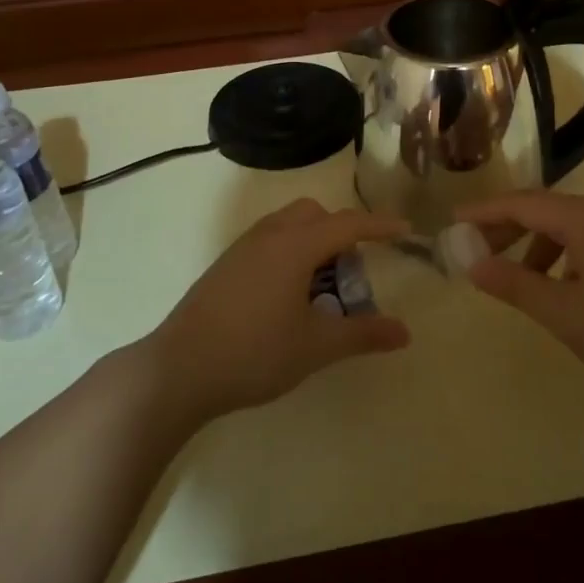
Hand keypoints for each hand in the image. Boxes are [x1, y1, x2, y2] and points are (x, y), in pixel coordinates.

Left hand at [149, 198, 411, 421]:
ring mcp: (242, 248)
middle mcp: (269, 235)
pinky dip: (290, 252)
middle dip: (341, 232)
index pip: (348, 224)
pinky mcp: (225, 265)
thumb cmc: (254, 353)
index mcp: (295, 245)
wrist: (178, 369)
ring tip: (321, 288)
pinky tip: (287, 297)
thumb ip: (363, 334)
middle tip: (351, 274)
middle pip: (315, 214)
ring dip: (313, 242)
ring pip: (288, 225)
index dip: (380, 226)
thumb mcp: (316, 346)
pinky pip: (269, 241)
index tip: (405, 231)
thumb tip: (405, 332)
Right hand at [456, 191, 583, 395]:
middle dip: (507, 227)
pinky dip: (563, 252)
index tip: (453, 220)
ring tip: (516, 275)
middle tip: (476, 249)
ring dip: (535, 243)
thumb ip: (514, 284)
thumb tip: (473, 263)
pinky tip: (562, 285)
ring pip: (568, 224)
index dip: (484, 211)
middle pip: (544, 208)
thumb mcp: (563, 312)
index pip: (522, 203)